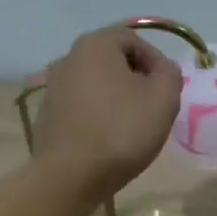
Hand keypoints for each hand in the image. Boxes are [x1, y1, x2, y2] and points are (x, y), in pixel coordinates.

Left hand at [33, 26, 182, 202]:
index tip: (167, 88)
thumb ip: (170, 74)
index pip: (133, 39)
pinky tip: (108, 139)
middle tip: (153, 106)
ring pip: (96, 84)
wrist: (70, 176)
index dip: (156, 61)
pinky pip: (81, 106)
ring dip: (117, 97)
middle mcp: (67, 58)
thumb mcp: (164, 98)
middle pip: (112, 60)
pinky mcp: (46, 115)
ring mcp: (52, 88)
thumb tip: (161, 70)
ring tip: (132, 125)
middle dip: (137, 79)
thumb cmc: (122, 130)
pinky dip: (97, 115)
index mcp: (95, 45)